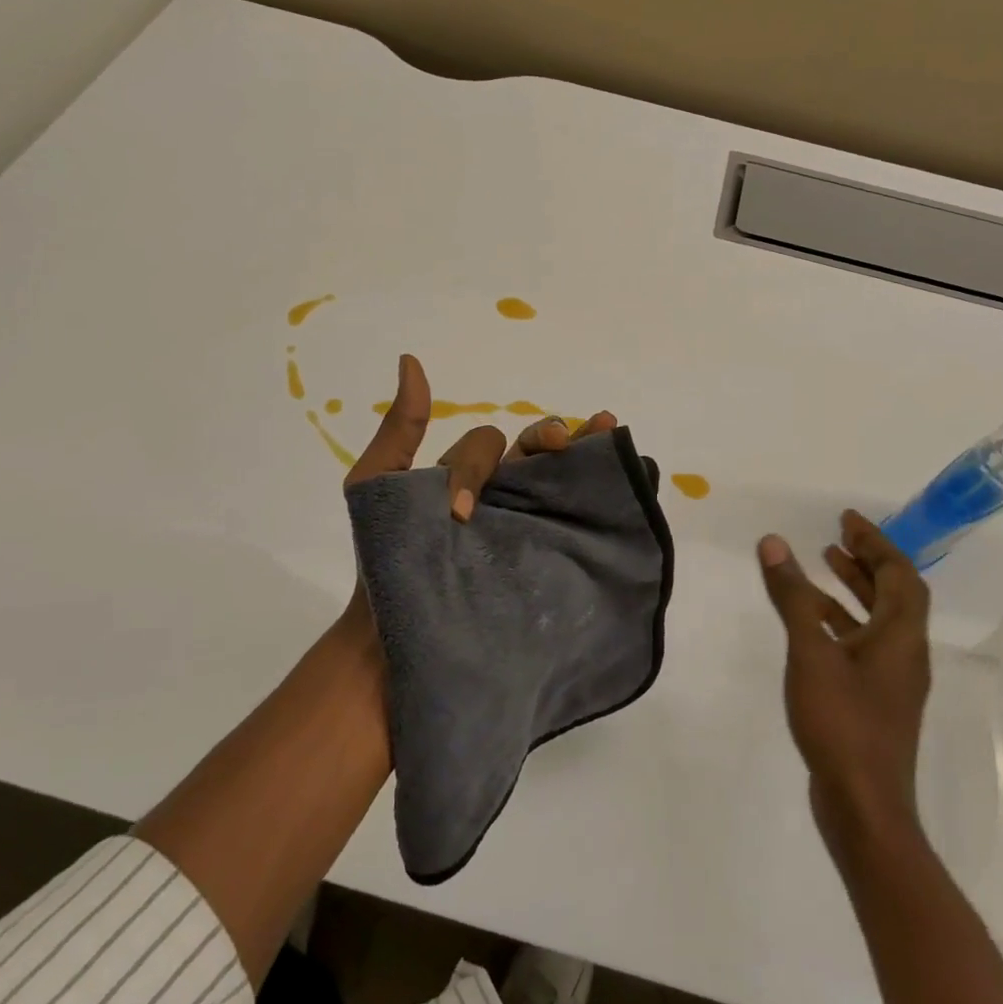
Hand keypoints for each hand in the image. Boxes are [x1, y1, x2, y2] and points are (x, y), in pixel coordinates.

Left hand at [340, 355, 616, 619]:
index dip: (477, 466)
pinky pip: (574, 526)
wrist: (392, 642)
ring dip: (588, 453)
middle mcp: (503, 499)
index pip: (489, 445)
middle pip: (538, 454)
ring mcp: (525, 531)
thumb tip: (411, 361)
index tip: (461, 509)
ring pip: (562, 482)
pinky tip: (625, 485)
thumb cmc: (381, 560)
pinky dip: (602, 499)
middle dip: (554, 435)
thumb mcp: (376, 484)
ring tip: (610, 433)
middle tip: (564, 439)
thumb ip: (400, 429)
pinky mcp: (542, 564)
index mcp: (467, 478)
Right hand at [757, 511, 932, 863]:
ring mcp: (892, 681)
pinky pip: (863, 643)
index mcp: (901, 637)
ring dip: (854, 589)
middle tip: (836, 535)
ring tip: (822, 565)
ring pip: (878, 620)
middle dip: (867, 560)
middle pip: (894, 594)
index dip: (875, 542)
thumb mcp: (810, 652)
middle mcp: (905, 654)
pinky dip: (842, 622)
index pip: (900, 575)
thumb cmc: (842, 723)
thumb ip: (793, 596)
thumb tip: (773, 543)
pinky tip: (810, 623)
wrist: (864, 807)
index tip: (846, 520)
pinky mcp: (876, 702)